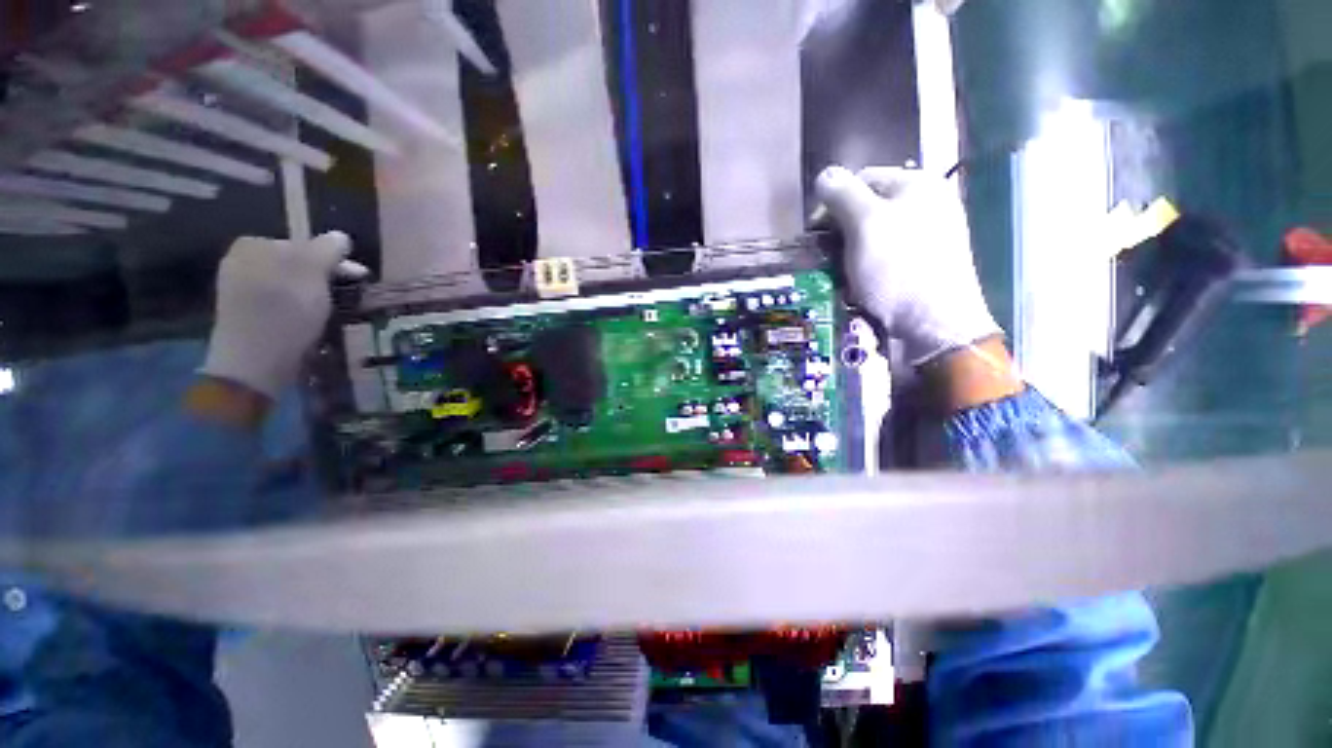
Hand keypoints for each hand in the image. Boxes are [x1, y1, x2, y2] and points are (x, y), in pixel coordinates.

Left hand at [200, 232, 366, 399]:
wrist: (255, 361)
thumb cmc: (285, 311)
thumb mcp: (312, 273)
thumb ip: (327, 250)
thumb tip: (340, 236)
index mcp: (253, 245)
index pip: (305, 245)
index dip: (335, 260)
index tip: (359, 277)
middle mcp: (242, 261)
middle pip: (297, 264)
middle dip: (325, 277)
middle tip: (350, 294)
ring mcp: (240, 289)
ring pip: (290, 284)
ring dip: (314, 293)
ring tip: (333, 308)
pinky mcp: (246, 314)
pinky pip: (280, 301)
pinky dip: (299, 307)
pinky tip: (310, 320)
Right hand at [815, 166, 999, 365]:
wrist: (935, 324)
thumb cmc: (898, 269)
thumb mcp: (865, 224)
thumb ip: (842, 194)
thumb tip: (825, 175)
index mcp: (916, 183)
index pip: (860, 179)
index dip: (831, 204)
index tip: (814, 234)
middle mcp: (925, 203)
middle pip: (866, 208)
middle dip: (841, 233)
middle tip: (829, 258)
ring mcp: (927, 234)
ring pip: (872, 236)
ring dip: (850, 254)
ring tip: (845, 276)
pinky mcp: (923, 262)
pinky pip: (884, 256)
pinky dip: (867, 268)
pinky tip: (862, 285)